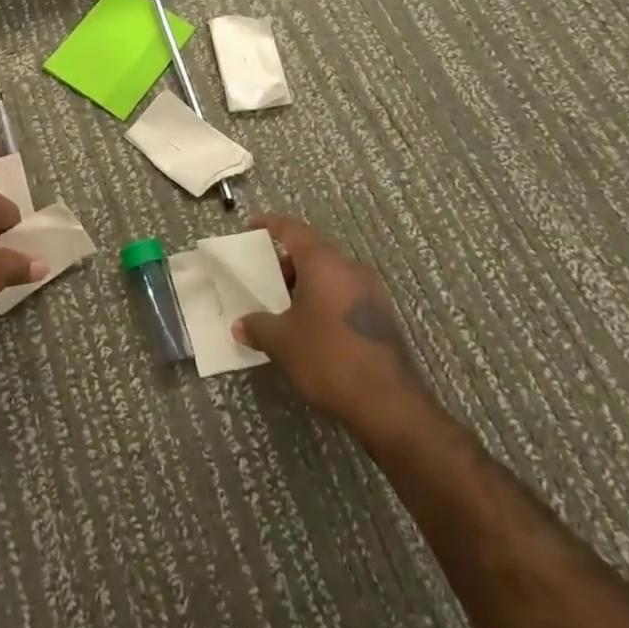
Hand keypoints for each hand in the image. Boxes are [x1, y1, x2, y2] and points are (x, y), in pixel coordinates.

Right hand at [232, 214, 434, 438]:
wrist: (388, 402)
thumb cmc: (328, 357)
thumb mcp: (282, 342)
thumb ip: (258, 326)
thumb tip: (240, 326)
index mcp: (324, 262)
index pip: (293, 230)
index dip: (270, 225)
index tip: (252, 226)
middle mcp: (350, 268)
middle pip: (314, 253)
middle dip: (287, 264)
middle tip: (266, 282)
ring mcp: (372, 292)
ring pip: (331, 275)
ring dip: (307, 285)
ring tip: (285, 309)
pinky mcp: (382, 316)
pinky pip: (345, 295)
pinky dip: (325, 301)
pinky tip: (312, 328)